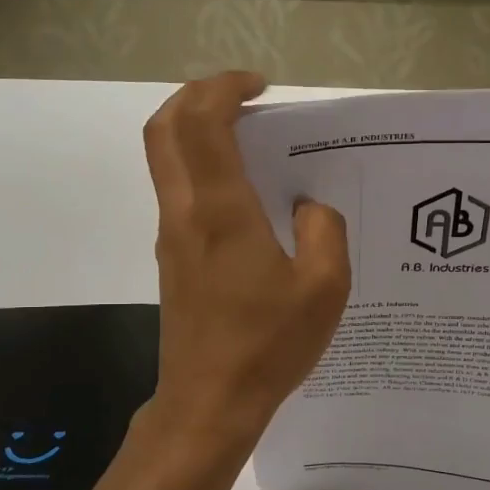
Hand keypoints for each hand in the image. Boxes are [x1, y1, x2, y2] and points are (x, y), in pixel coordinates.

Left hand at [142, 72, 350, 442]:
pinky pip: (179, 192)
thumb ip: (325, 232)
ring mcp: (172, 237)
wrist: (209, 402)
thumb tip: (309, 208)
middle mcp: (185, 213)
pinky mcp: (173, 260)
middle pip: (164, 129)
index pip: (201, 121)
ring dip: (197, 132)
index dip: (223, 88)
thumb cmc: (268, 345)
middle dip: (197, 96)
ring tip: (252, 141)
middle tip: (243, 99)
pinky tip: (248, 197)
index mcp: (221, 211)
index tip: (261, 87)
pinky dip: (202, 168)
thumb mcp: (324, 288)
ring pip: (166, 159)